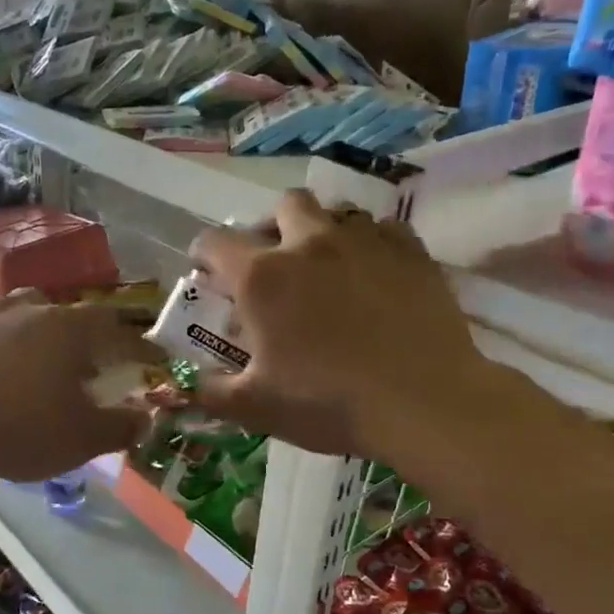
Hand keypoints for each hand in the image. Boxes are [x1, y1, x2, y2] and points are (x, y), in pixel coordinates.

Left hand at [0, 291, 164, 482]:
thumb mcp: (78, 440)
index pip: (111, 325)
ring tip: (9, 351)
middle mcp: (18, 307)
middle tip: (66, 361)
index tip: (144, 360)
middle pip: (52, 308)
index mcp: (64, 328)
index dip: (131, 343)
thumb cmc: (12, 428)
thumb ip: (118, 427)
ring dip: (10, 324)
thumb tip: (144, 417)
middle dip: (65, 331)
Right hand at [188, 190, 493, 457]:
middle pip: (283, 205)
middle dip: (272, 226)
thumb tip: (189, 386)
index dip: (204, 256)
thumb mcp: (255, 408)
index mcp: (261, 276)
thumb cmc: (327, 403)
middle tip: (276, 265)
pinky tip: (374, 275)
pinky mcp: (411, 251)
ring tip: (328, 269)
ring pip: (336, 211)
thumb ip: (211, 392)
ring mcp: (365, 241)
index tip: (211, 277)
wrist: (423, 404)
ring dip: (323, 232)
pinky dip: (371, 245)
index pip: (214, 241)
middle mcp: (308, 243)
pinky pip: (383, 229)